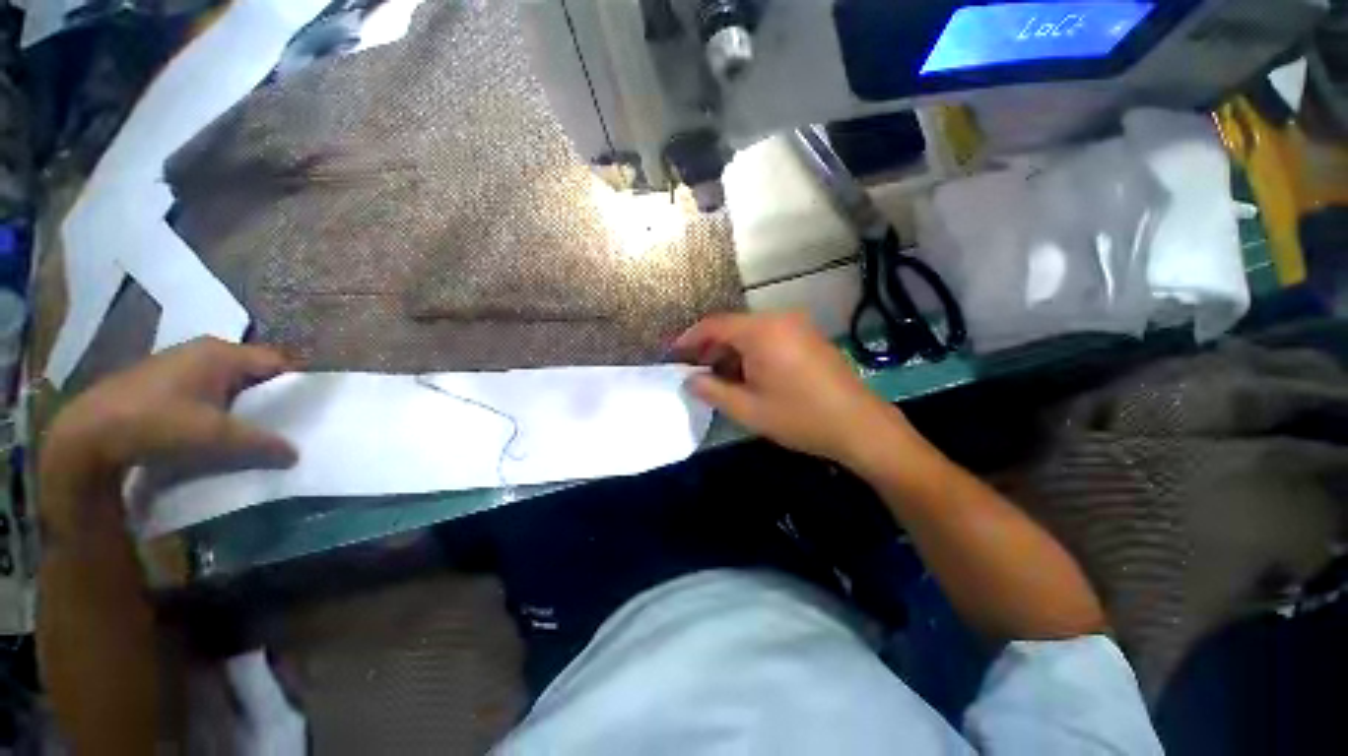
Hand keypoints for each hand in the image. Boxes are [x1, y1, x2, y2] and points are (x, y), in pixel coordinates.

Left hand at [44, 338, 297, 483]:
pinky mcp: (158, 384)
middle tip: (282, 426)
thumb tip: (295, 453)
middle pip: (252, 373)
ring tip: (250, 433)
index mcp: (221, 353)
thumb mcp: (216, 437)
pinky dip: (215, 411)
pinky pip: (203, 393)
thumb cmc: (158, 423)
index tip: (306, 412)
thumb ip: (262, 443)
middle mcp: (202, 351)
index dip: (294, 386)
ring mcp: (176, 366)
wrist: (86, 436)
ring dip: (240, 407)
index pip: (276, 362)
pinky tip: (212, 433)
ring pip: (226, 385)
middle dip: (268, 399)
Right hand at [674, 312, 912, 466]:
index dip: (690, 338)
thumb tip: (689, 380)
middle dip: (711, 348)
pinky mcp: (809, 336)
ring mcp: (797, 326)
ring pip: (751, 333)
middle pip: (733, 327)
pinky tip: (748, 375)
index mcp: (762, 331)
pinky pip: (769, 337)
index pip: (714, 325)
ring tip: (720, 379)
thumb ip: (712, 391)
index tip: (673, 354)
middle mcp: (779, 319)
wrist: (859, 425)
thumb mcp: (748, 409)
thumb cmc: (800, 417)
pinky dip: (752, 352)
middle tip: (696, 372)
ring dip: (731, 352)